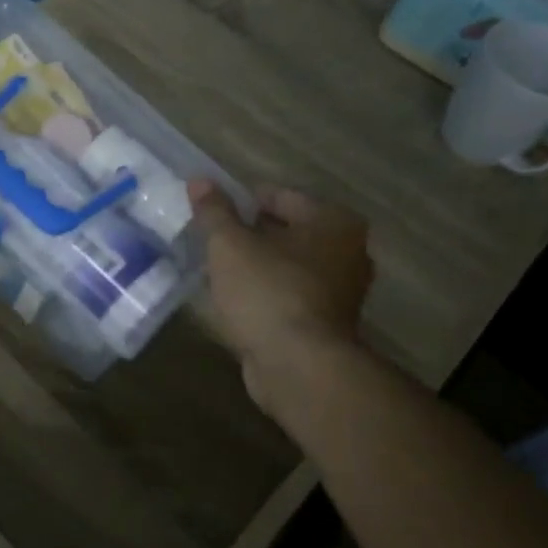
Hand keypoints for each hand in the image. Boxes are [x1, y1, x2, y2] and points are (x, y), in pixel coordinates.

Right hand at [189, 181, 373, 410]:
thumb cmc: (268, 292)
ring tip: (219, 271)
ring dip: (258, 266)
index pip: (279, 196)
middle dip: (250, 234)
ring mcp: (342, 291)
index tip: (211, 215)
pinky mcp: (328, 324)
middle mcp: (348, 251)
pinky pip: (290, 295)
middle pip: (287, 231)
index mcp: (333, 221)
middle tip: (212, 242)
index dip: (241, 201)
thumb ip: (214, 211)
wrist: (299, 367)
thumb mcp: (229, 245)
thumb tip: (199, 180)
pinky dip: (267, 293)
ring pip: (288, 265)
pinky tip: (237, 301)